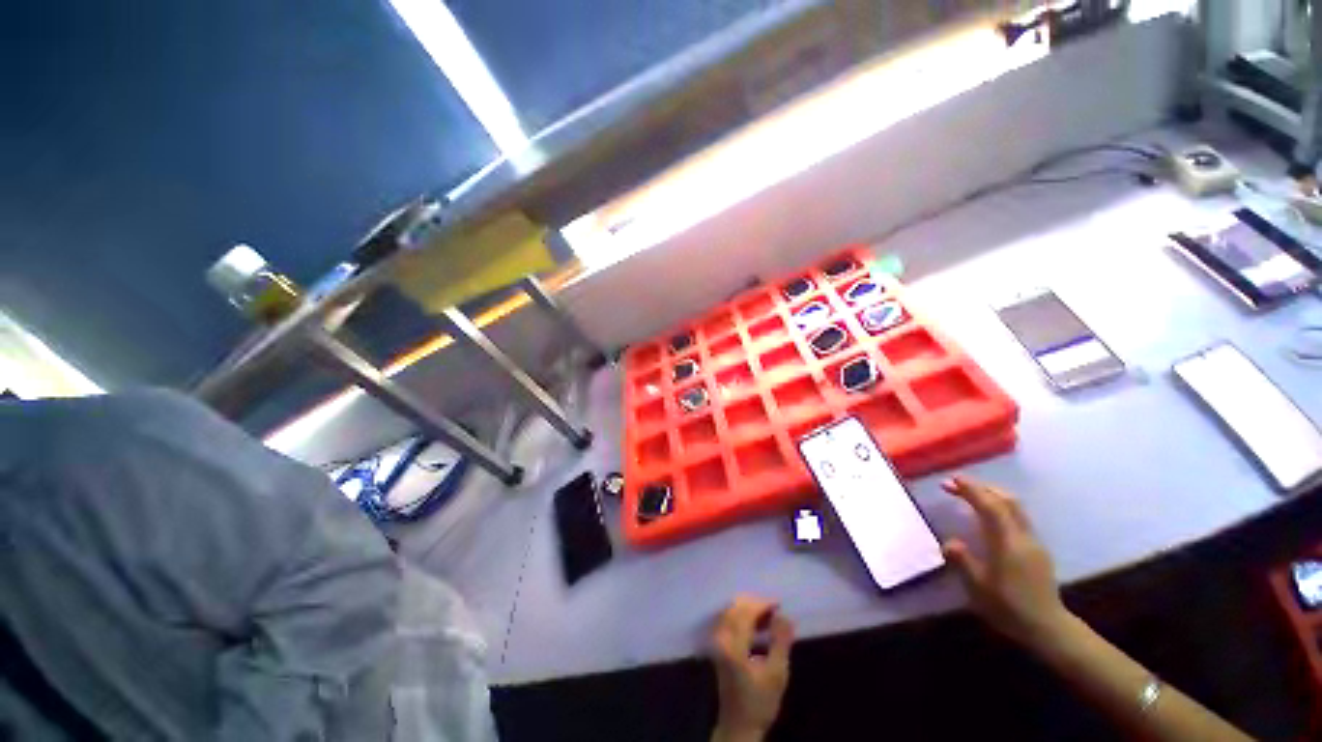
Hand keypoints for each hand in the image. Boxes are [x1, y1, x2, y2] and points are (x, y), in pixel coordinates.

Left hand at [710, 595, 793, 741]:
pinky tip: (758, 625)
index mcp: (733, 643)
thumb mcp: (777, 674)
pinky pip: (729, 620)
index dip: (763, 604)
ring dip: (749, 609)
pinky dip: (743, 617)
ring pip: (732, 612)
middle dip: (756, 604)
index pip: (746, 611)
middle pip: (736, 607)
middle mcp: (721, 637)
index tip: (780, 604)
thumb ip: (780, 642)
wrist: (739, 726)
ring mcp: (718, 641)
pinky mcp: (719, 646)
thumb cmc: (760, 702)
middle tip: (775, 609)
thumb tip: (785, 615)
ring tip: (770, 616)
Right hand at [941, 476, 1071, 650]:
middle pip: (1007, 501)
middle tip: (957, 484)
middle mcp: (1023, 536)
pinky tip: (989, 517)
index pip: (990, 506)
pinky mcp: (1037, 550)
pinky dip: (1001, 508)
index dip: (971, 490)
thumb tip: (950, 542)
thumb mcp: (978, 587)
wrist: (1047, 628)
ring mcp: (1033, 542)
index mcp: (1008, 542)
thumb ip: (963, 561)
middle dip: (982, 488)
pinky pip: (1018, 518)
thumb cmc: (1009, 607)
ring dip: (992, 496)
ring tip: (971, 495)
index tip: (952, 480)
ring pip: (1015, 508)